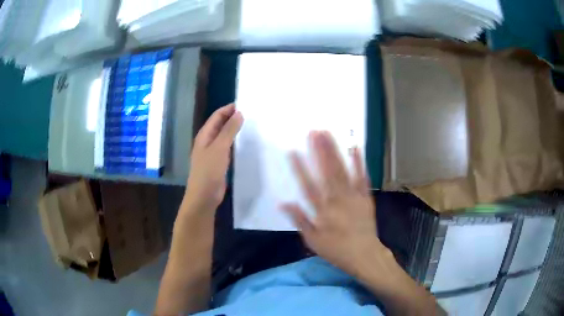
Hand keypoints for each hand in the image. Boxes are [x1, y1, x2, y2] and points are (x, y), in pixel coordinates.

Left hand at [185, 103, 242, 211]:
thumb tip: (239, 113)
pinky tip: (245, 143)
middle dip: (232, 118)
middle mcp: (207, 141)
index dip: (229, 109)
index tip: (245, 105)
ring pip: (224, 136)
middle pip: (220, 124)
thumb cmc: (209, 170)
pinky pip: (227, 147)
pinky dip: (235, 142)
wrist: (204, 196)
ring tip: (250, 126)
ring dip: (234, 130)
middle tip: (251, 114)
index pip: (217, 116)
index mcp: (204, 135)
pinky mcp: (218, 162)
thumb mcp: (219, 148)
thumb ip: (229, 130)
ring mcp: (212, 152)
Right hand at [283, 131, 388, 276]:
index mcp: (322, 211)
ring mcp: (353, 196)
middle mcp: (337, 200)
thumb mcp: (312, 240)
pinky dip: (359, 162)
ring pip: (342, 170)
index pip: (308, 185)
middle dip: (320, 150)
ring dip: (335, 151)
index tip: (293, 151)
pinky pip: (362, 177)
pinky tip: (354, 148)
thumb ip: (299, 220)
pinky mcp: (365, 196)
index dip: (300, 168)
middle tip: (314, 131)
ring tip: (328, 134)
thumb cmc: (336, 249)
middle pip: (327, 172)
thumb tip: (282, 203)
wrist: (365, 254)